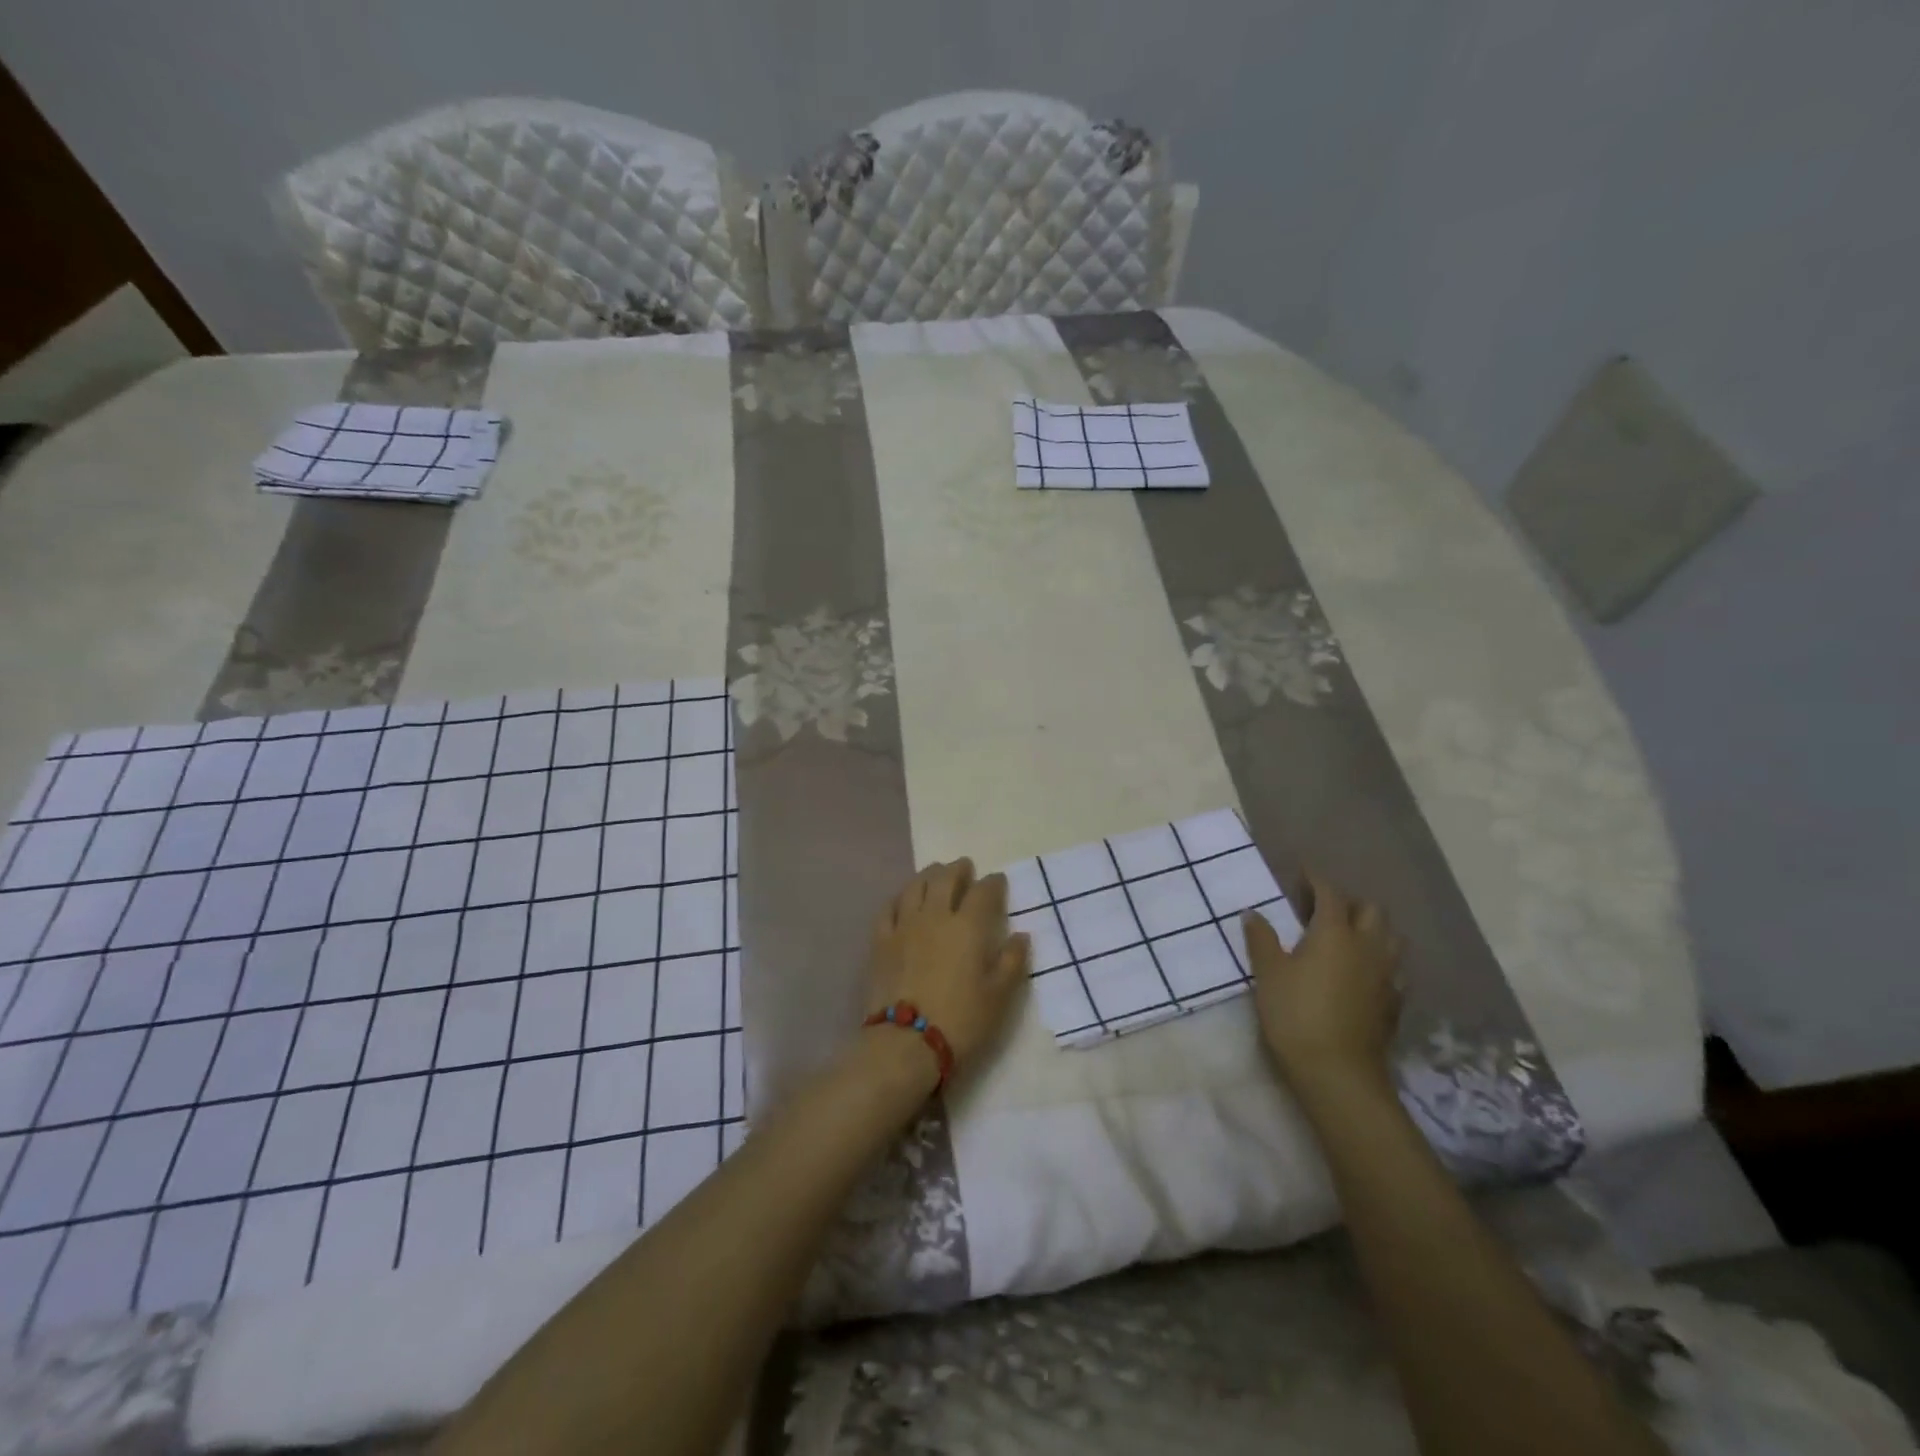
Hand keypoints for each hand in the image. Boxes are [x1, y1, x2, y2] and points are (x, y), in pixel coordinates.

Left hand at [868, 860, 1030, 1073]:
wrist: (906, 1043)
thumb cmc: (961, 1021)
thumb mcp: (999, 997)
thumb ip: (1011, 962)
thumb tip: (1020, 935)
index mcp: (969, 926)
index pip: (984, 892)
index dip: (993, 883)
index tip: (998, 881)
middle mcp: (936, 916)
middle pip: (946, 879)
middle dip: (958, 869)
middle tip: (965, 867)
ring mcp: (904, 926)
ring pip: (916, 886)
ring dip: (929, 875)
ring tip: (936, 874)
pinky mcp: (881, 941)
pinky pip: (889, 908)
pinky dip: (900, 897)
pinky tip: (903, 899)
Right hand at [1245, 874, 1402, 1097]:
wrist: (1337, 1072)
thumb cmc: (1295, 1014)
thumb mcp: (1268, 973)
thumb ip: (1261, 939)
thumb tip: (1253, 913)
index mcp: (1334, 933)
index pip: (1330, 893)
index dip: (1316, 880)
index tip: (1303, 873)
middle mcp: (1367, 946)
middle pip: (1371, 910)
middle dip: (1350, 902)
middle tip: (1325, 908)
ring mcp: (1386, 975)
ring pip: (1391, 938)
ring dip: (1373, 929)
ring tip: (1349, 937)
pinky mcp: (1394, 1003)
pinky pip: (1394, 969)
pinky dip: (1380, 961)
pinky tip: (1364, 973)